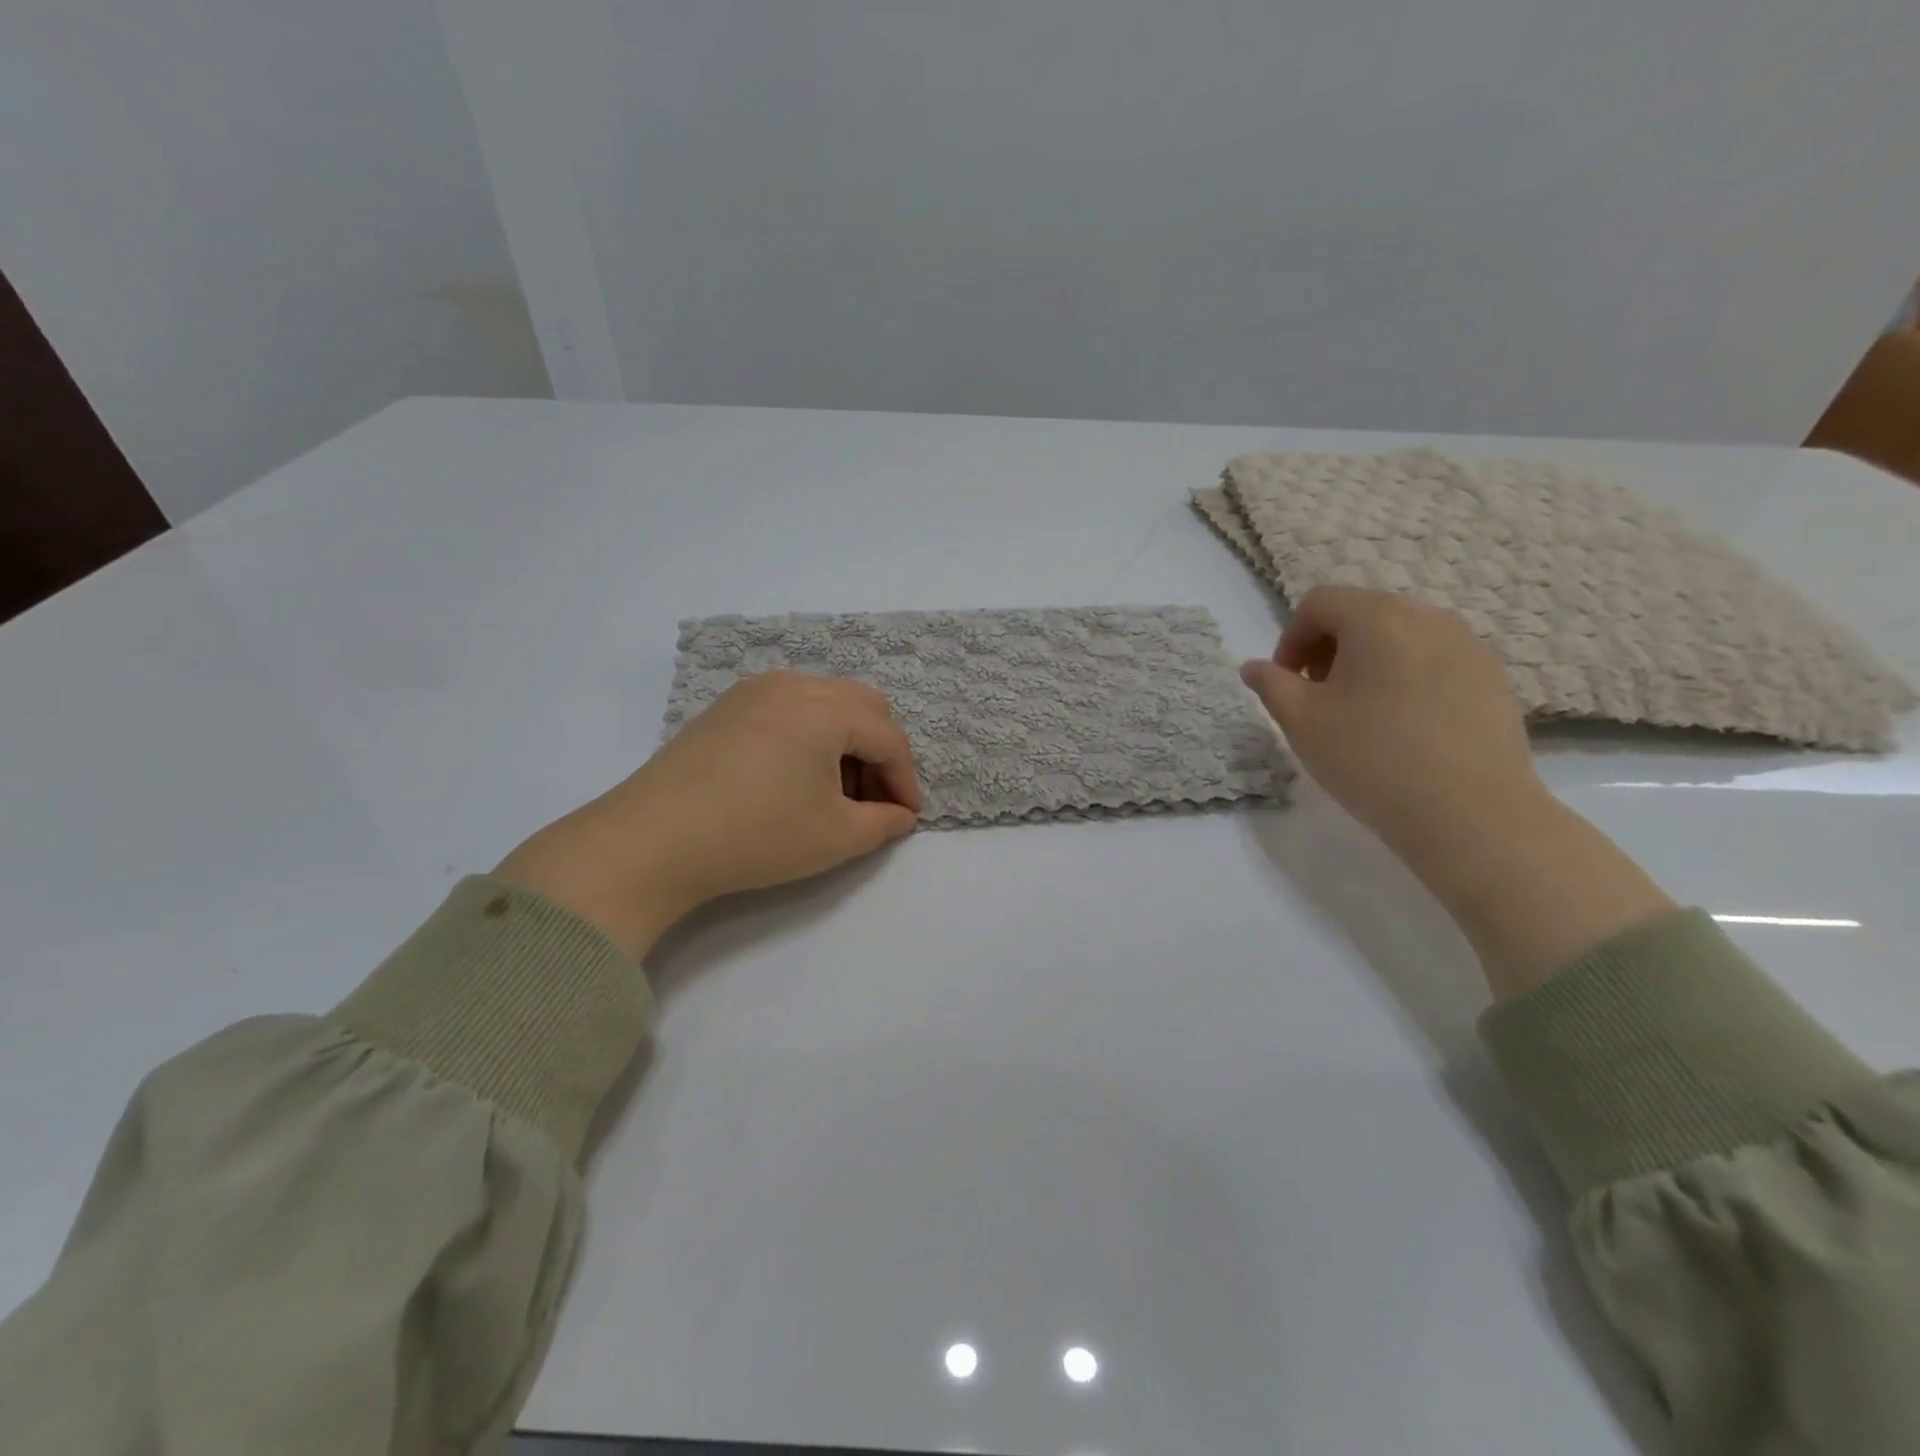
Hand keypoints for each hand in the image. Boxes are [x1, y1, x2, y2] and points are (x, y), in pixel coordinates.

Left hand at [495, 671, 920, 957]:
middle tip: (874, 799)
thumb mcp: (835, 837)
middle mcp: (792, 684)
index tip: (907, 817)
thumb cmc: (756, 835)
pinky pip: (788, 709)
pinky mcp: (725, 708)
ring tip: (834, 793)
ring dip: (844, 742)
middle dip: (879, 752)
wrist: (651, 841)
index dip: (905, 779)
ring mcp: (753, 691)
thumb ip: (882, 823)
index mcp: (824, 707)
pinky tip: (794, 778)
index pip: (887, 737)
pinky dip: (809, 736)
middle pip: (861, 706)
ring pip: (824, 703)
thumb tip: (900, 815)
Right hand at [1238, 586, 1542, 862]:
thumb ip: (1271, 685)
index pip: (1320, 603)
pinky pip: (1435, 661)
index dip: (1291, 638)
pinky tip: (1403, 726)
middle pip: (1362, 613)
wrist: (1471, 814)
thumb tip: (1254, 667)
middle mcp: (1428, 616)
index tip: (1285, 682)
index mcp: (1377, 618)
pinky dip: (1406, 677)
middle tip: (1317, 697)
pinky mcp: (1493, 678)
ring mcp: (1469, 645)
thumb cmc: (1371, 758)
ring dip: (1368, 662)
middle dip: (1328, 648)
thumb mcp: (1302, 722)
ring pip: (1401, 636)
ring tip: (1359, 713)